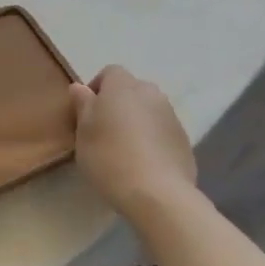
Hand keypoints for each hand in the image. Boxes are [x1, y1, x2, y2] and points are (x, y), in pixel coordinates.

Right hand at [69, 66, 198, 218]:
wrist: (157, 193)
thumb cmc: (109, 156)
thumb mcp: (83, 131)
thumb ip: (83, 105)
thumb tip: (80, 87)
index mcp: (123, 86)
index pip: (110, 72)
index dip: (96, 88)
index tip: (86, 112)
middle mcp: (151, 94)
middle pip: (131, 91)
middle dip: (117, 105)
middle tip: (103, 131)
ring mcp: (172, 116)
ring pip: (148, 111)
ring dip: (135, 122)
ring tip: (123, 150)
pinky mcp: (184, 140)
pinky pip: (161, 131)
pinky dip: (151, 139)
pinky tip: (142, 163)